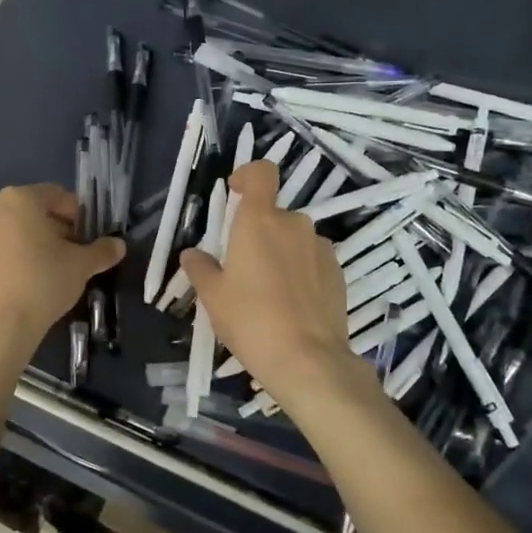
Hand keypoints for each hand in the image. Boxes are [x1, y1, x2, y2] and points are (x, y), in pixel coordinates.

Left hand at [0, 184, 123, 358]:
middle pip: (30, 209)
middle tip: (69, 253)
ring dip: (29, 241)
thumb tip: (119, 246)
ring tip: (45, 269)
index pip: (56, 195)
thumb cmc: (43, 283)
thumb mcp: (81, 266)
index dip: (77, 215)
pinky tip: (22, 281)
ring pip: (9, 229)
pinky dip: (9, 256)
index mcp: (19, 198)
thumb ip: (102, 251)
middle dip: (52, 227)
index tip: (86, 238)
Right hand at [180, 160, 367, 405]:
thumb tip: (192, 254)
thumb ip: (200, 268)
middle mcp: (294, 224)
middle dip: (258, 233)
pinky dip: (301, 272)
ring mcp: (321, 248)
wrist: (308, 360)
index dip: (248, 175)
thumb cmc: (250, 320)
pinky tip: (292, 306)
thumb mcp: (213, 296)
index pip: (261, 173)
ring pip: (294, 240)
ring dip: (281, 253)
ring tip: (269, 293)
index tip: (235, 193)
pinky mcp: (339, 273)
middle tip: (242, 269)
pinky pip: (313, 261)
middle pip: (274, 214)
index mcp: (259, 221)